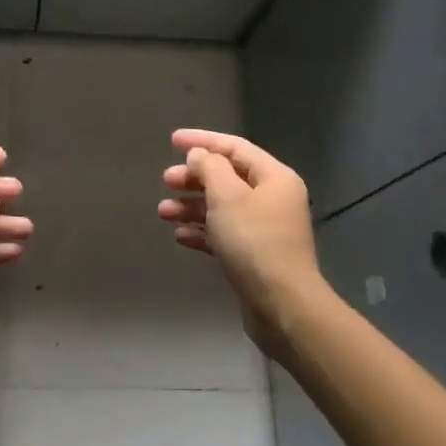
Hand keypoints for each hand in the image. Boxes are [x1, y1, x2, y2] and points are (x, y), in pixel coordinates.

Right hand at [158, 129, 330, 357]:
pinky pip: (224, 234)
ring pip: (222, 207)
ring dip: (192, 206)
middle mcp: (272, 198)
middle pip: (228, 177)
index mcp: (274, 177)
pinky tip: (180, 236)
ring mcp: (264, 229)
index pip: (235, 147)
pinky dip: (202, 232)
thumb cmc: (254, 242)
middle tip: (166, 180)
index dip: (203, 140)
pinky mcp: (254, 256)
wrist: (282, 304)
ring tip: (163, 213)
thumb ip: (210, 168)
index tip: (172, 140)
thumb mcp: (227, 196)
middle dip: (194, 177)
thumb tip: (200, 156)